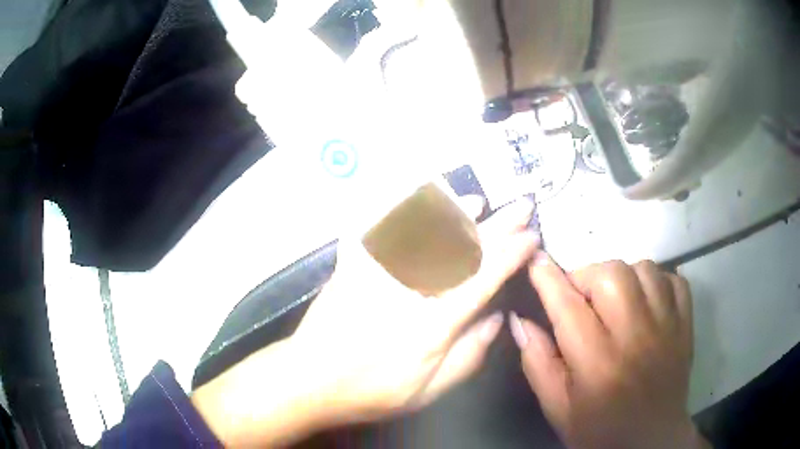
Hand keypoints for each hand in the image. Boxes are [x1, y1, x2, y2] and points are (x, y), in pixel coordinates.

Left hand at [193, 197, 537, 446]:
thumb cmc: (372, 391)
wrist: (310, 379)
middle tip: (521, 206)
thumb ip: (468, 355)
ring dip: (455, 213)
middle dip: (497, 225)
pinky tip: (419, 201)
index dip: (512, 255)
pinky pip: (380, 229)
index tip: (531, 238)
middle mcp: (409, 291)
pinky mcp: (354, 266)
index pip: (483, 279)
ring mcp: (378, 274)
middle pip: (461, 250)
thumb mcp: (428, 391)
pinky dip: (403, 211)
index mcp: (433, 326)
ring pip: (423, 232)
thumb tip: (496, 318)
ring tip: (479, 201)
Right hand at [511, 255, 708, 448]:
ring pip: (643, 269)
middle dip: (586, 275)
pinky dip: (656, 281)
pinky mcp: (685, 324)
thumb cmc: (598, 430)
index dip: (548, 279)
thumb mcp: (558, 408)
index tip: (536, 262)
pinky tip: (645, 301)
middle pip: (611, 275)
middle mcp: (635, 337)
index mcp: (597, 363)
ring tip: (613, 299)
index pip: (568, 307)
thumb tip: (520, 321)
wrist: (650, 440)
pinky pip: (673, 280)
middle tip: (580, 296)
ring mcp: (666, 326)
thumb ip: (538, 363)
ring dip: (621, 276)